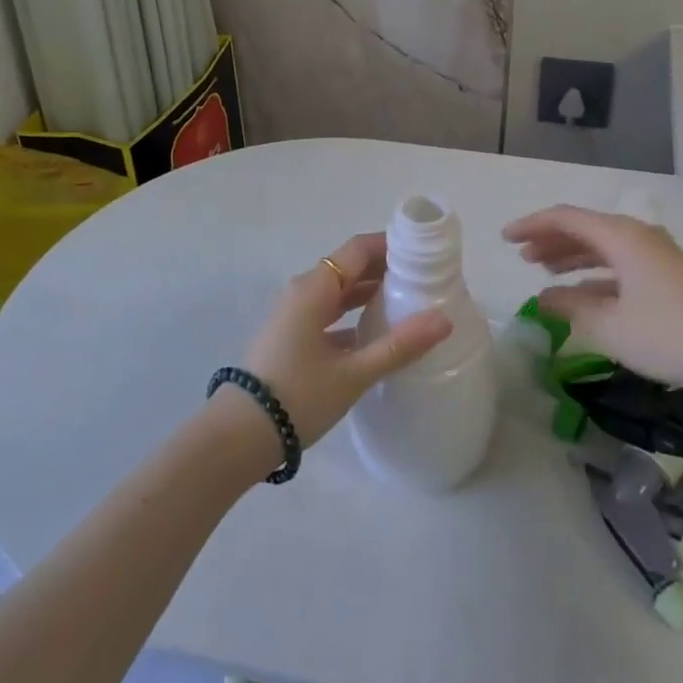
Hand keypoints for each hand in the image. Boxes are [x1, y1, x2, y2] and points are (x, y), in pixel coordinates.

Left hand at [235, 231, 451, 451]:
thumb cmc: (297, 396)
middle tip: (424, 279)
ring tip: (407, 302)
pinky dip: (352, 315)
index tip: (424, 253)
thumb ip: (399, 346)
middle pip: (349, 267)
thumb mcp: (353, 373)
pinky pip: (328, 314)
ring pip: (338, 292)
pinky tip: (375, 334)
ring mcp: (293, 315)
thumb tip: (444, 320)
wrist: (238, 437)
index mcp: (314, 288)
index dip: (391, 246)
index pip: (358, 249)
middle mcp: (302, 292)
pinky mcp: (291, 338)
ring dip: (369, 293)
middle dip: (385, 269)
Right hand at [502, 205, 682, 413]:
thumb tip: (544, 297)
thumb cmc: (668, 334)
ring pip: (603, 246)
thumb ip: (571, 308)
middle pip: (584, 228)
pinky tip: (581, 294)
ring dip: (571, 256)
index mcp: (621, 236)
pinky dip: (595, 273)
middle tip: (521, 256)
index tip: (504, 238)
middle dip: (550, 240)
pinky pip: (620, 263)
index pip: (565, 218)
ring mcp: (656, 255)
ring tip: (544, 271)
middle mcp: (638, 236)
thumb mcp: (610, 326)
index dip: (532, 225)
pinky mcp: (668, 275)